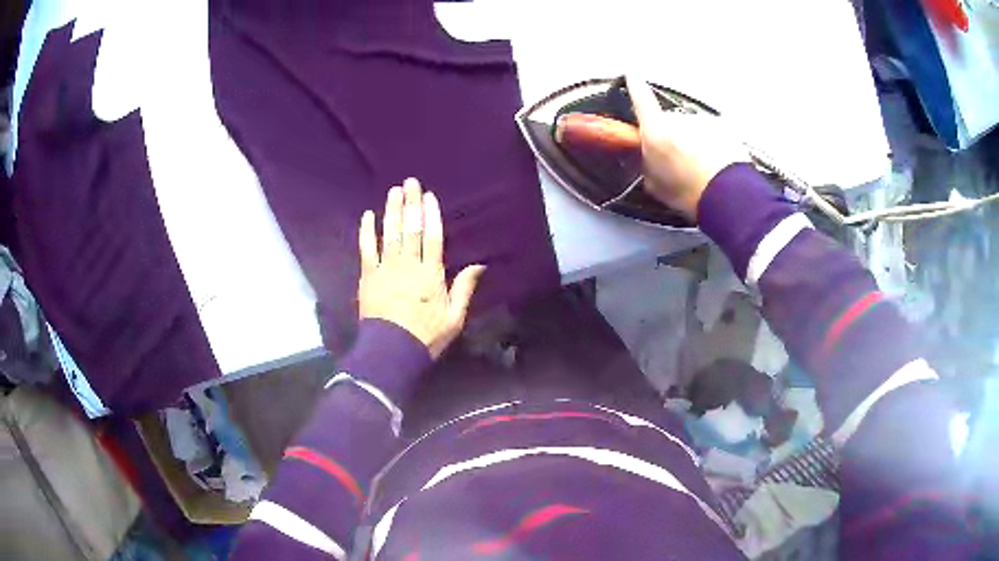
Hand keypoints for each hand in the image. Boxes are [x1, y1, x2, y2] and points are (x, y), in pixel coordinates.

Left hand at [358, 178, 485, 358]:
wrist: (392, 352)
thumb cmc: (426, 337)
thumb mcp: (454, 318)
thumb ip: (464, 289)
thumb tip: (479, 265)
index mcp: (431, 275)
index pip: (432, 237)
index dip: (431, 215)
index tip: (429, 196)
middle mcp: (408, 265)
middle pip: (410, 229)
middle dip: (411, 204)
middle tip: (410, 182)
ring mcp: (386, 269)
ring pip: (390, 234)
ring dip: (392, 211)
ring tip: (394, 191)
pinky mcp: (368, 276)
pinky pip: (366, 249)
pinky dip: (367, 231)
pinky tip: (368, 215)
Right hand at [626, 75, 748, 220]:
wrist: (728, 196)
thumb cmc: (688, 192)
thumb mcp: (656, 186)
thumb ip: (649, 165)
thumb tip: (648, 158)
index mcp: (657, 130)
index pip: (642, 100)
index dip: (635, 87)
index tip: (632, 75)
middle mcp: (679, 119)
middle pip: (672, 122)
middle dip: (674, 137)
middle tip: (680, 163)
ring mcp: (704, 121)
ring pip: (695, 129)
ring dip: (696, 143)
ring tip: (703, 170)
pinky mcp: (725, 128)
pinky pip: (714, 134)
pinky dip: (715, 146)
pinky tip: (718, 166)